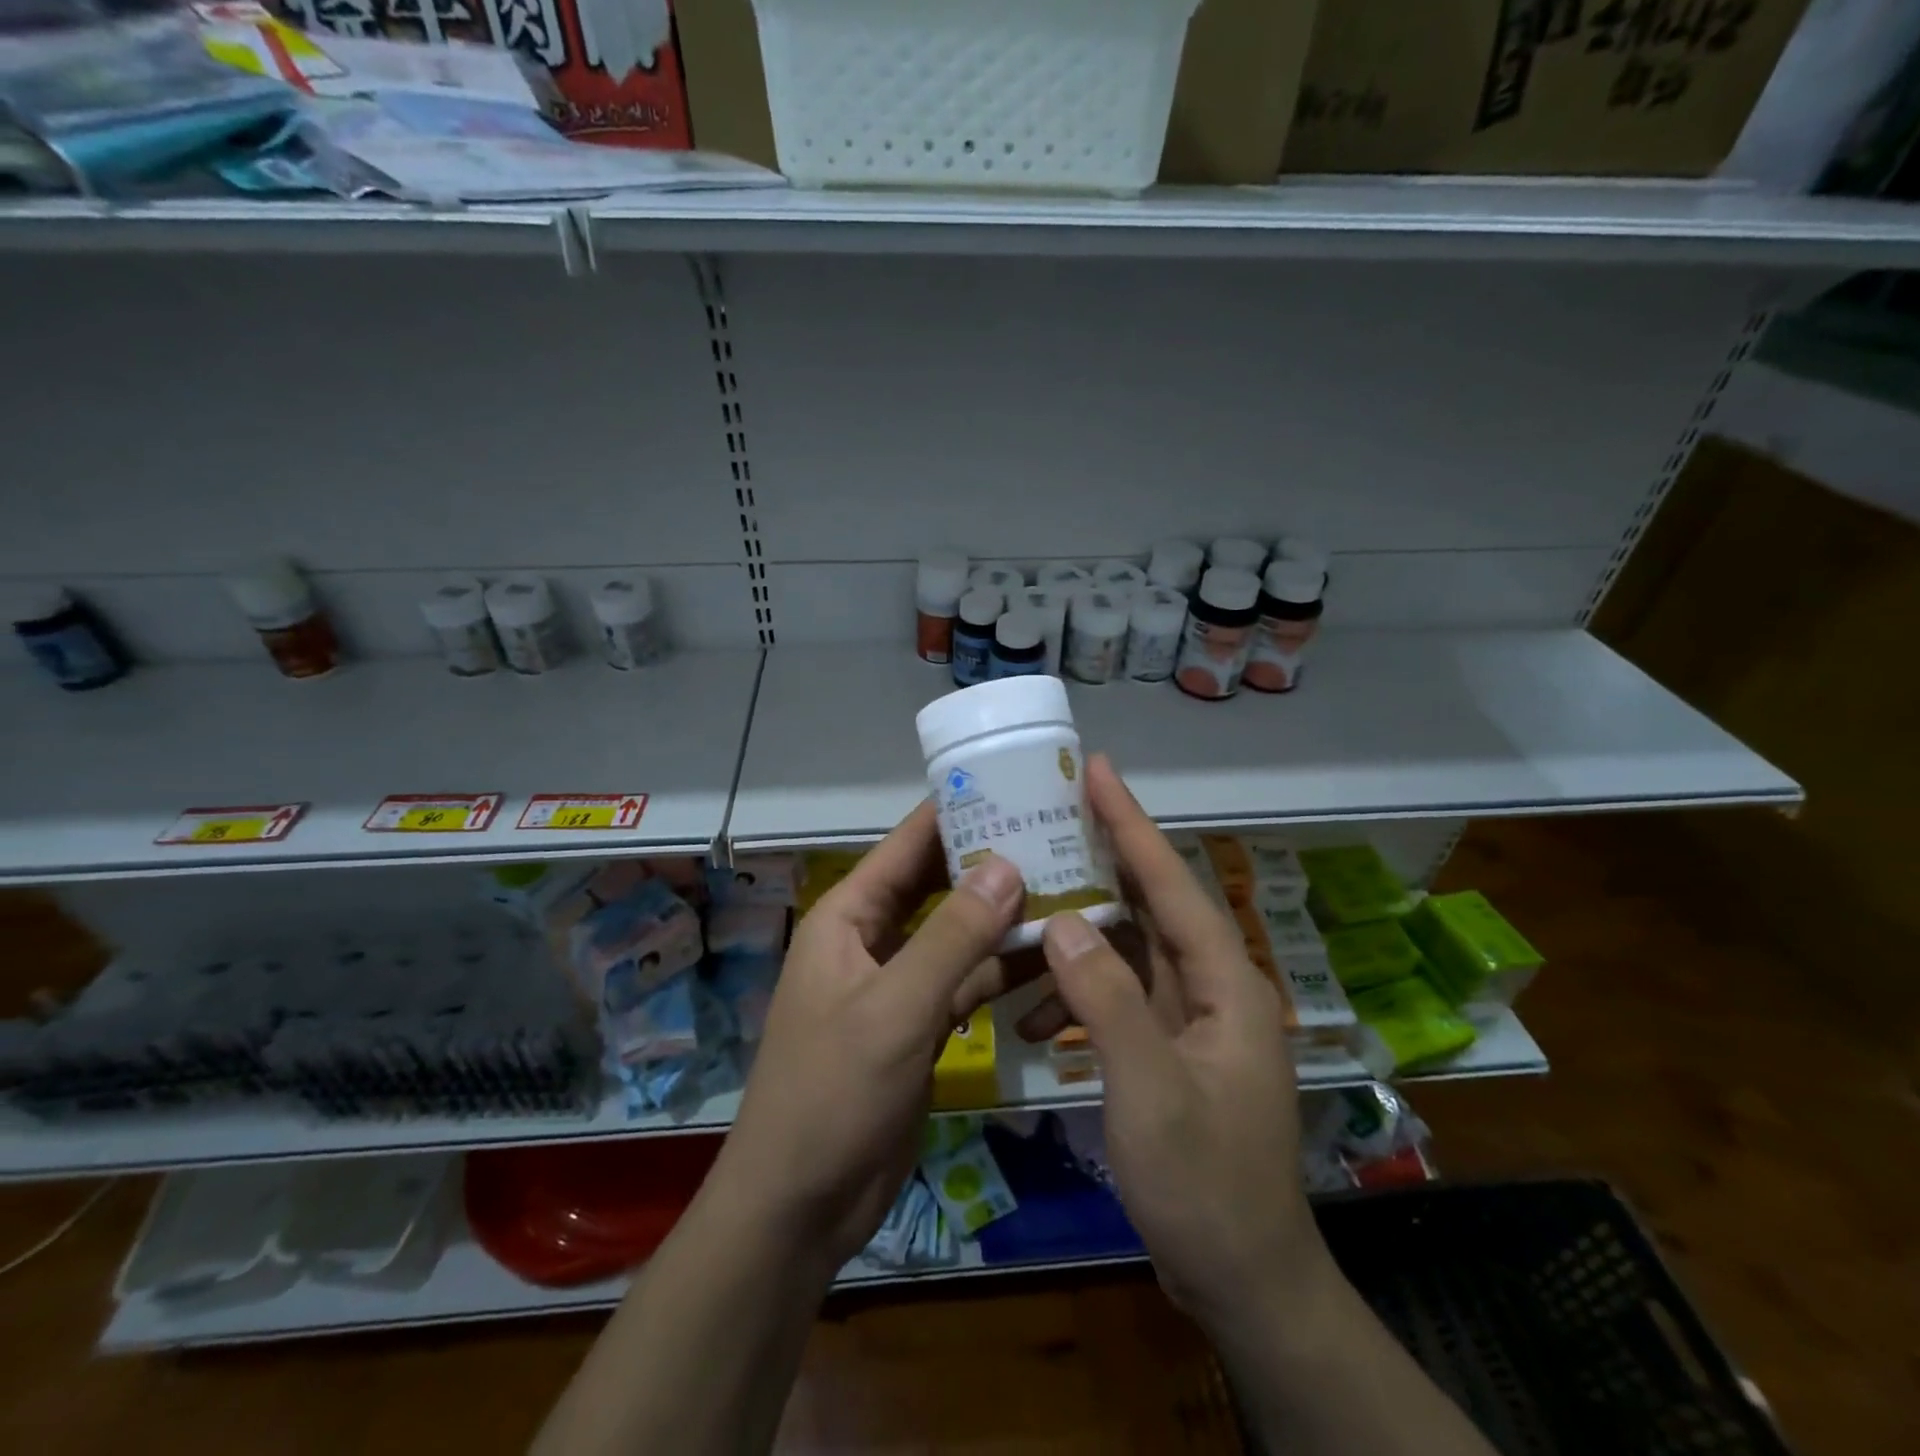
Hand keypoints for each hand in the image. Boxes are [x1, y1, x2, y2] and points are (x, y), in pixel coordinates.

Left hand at [703, 803, 1030, 1271]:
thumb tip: (1007, 863)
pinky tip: (1050, 955)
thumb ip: (952, 936)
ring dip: (1003, 916)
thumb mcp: (894, 1008)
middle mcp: (874, 939)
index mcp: (849, 917)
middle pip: (938, 884)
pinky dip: (1001, 969)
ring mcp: (900, 983)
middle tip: (1057, 834)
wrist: (801, 1205)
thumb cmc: (832, 1093)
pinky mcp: (922, 1024)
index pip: (907, 845)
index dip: (955, 811)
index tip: (1013, 784)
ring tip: (1069, 885)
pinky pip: (967, 982)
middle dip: (990, 861)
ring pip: (958, 934)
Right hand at [1036, 756, 1334, 1327]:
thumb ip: (1106, 1000)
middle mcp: (1212, 986)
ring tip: (1024, 910)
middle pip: (1150, 904)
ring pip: (1129, 949)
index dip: (1131, 824)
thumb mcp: (1149, 1090)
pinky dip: (1078, 993)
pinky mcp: (1168, 1046)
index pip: (1171, 883)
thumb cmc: (1205, 1184)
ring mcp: (1190, 1017)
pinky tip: (1034, 1010)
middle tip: (1049, 818)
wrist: (1244, 1280)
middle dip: (1101, 859)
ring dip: (1078, 935)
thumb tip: (1062, 920)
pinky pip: (1118, 996)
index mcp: (1224, 982)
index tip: (1096, 771)